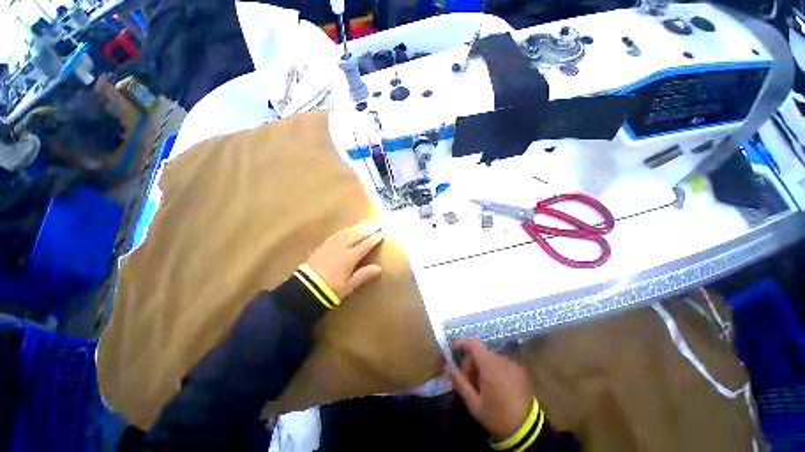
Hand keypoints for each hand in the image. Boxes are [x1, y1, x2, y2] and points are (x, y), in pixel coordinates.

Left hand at [305, 221, 383, 298]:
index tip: (381, 233)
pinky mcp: (323, 245)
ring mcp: (331, 245)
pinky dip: (344, 230)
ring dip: (357, 227)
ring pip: (347, 232)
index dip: (373, 239)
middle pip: (357, 235)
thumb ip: (364, 274)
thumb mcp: (349, 285)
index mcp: (350, 257)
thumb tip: (379, 268)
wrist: (305, 288)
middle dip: (367, 229)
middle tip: (376, 225)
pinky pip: (336, 234)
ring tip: (364, 223)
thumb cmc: (330, 289)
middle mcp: (342, 247)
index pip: (365, 245)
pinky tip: (347, 229)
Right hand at [450, 339, 533, 439]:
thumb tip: (449, 365)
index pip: (473, 344)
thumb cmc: (497, 416)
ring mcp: (512, 364)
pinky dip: (493, 369)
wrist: (527, 430)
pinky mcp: (520, 370)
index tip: (452, 347)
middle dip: (471, 362)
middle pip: (480, 352)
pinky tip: (493, 386)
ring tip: (481, 386)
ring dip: (482, 366)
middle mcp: (502, 360)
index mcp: (490, 366)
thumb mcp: (473, 403)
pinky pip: (500, 363)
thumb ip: (459, 382)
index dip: (462, 343)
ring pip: (490, 358)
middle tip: (467, 380)